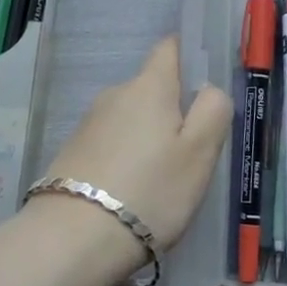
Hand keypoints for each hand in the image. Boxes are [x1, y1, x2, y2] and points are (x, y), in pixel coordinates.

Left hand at [41, 38, 231, 255]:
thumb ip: (213, 110)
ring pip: (131, 118)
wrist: (73, 238)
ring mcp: (90, 122)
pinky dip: (125, 159)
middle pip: (152, 89)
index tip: (203, 89)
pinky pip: (111, 144)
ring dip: (147, 138)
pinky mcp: (73, 151)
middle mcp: (116, 93)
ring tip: (160, 183)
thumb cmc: (149, 190)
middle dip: (171, 112)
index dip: (188, 58)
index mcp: (149, 86)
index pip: (169, 47)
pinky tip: (130, 194)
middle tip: (190, 155)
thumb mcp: (199, 154)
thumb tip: (209, 88)